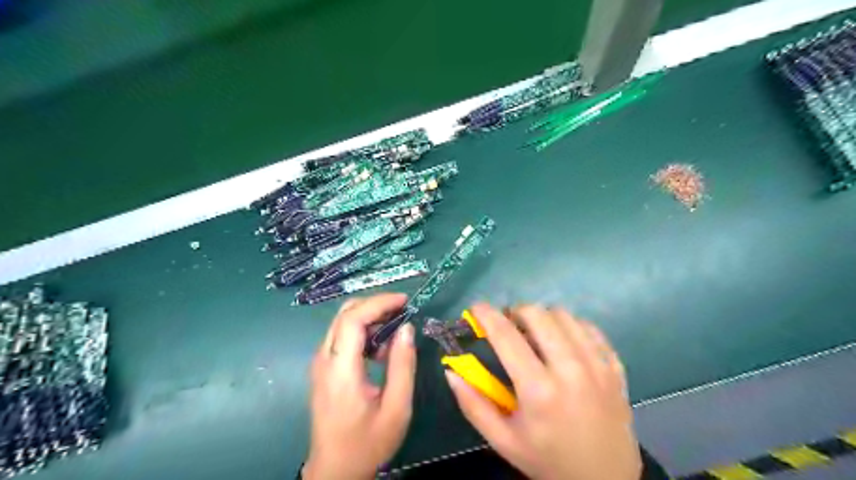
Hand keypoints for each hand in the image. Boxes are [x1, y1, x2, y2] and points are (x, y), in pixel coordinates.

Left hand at [304, 292, 418, 478]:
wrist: (335, 471)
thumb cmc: (368, 443)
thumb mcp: (396, 408)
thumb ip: (403, 365)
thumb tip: (407, 328)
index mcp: (340, 370)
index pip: (352, 320)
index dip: (378, 303)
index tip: (404, 301)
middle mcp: (324, 360)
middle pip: (344, 314)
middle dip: (374, 305)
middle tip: (402, 310)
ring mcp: (320, 364)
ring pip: (341, 322)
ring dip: (369, 317)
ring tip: (395, 329)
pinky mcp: (323, 369)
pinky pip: (341, 336)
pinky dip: (362, 331)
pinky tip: (380, 348)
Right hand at [444, 305, 637, 477]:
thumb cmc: (547, 460)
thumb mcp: (502, 440)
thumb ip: (473, 404)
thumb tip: (450, 371)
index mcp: (539, 391)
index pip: (506, 336)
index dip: (486, 315)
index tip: (476, 308)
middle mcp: (571, 370)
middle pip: (538, 315)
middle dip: (515, 313)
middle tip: (508, 327)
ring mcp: (597, 365)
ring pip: (564, 316)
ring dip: (542, 318)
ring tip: (535, 335)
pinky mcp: (615, 366)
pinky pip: (589, 328)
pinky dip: (569, 326)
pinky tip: (562, 341)